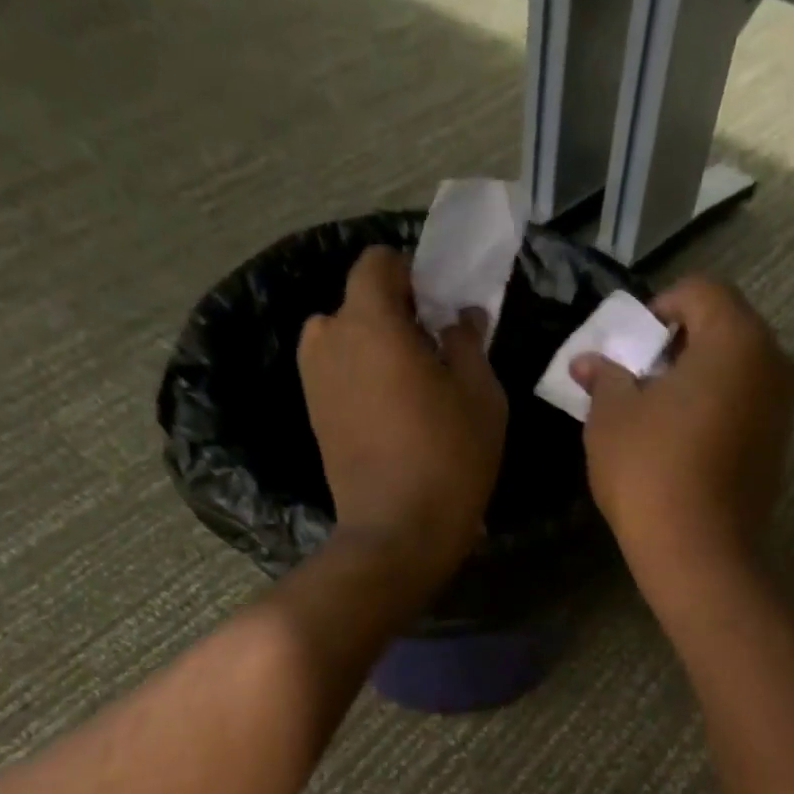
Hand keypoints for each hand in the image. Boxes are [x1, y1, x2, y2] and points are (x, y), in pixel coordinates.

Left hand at [300, 246, 507, 587]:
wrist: (397, 530)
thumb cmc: (449, 456)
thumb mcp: (480, 393)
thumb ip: (467, 341)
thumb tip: (458, 317)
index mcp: (369, 322)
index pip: (377, 262)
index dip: (411, 275)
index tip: (440, 309)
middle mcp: (329, 339)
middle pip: (360, 302)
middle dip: (396, 315)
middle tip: (435, 352)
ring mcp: (314, 380)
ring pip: (347, 340)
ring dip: (377, 348)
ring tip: (413, 387)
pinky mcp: (315, 414)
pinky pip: (340, 374)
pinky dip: (363, 378)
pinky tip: (394, 415)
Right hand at [574, 276, 793, 594]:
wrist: (698, 552)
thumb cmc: (650, 471)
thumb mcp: (612, 417)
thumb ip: (605, 376)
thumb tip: (588, 362)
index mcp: (737, 339)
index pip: (700, 291)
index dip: (658, 308)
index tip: (629, 346)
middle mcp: (774, 362)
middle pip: (724, 327)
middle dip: (678, 343)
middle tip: (638, 377)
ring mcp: (784, 406)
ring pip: (737, 367)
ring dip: (697, 376)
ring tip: (657, 411)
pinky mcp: (779, 444)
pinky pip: (746, 402)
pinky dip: (716, 405)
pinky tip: (683, 440)